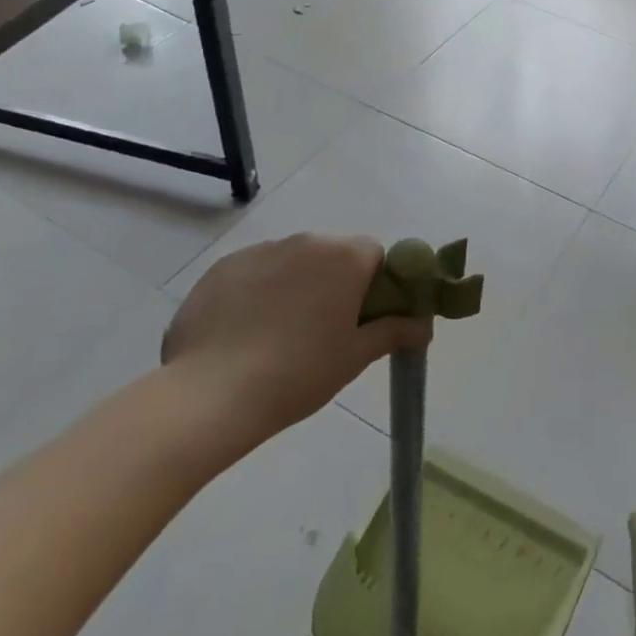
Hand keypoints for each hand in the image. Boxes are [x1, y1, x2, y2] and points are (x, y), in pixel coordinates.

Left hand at [161, 234, 429, 454]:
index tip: (361, 318)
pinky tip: (242, 334)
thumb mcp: (354, 357)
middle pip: (332, 255)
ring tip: (276, 337)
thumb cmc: (298, 373)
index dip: (373, 285)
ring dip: (294, 286)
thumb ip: (394, 332)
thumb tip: (424, 325)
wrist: (211, 394)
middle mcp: (306, 241)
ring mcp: (261, 250)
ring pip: (291, 262)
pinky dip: (256, 293)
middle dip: (333, 283)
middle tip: (322, 331)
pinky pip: (253, 272)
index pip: (373, 255)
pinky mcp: (223, 267)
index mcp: (344, 257)